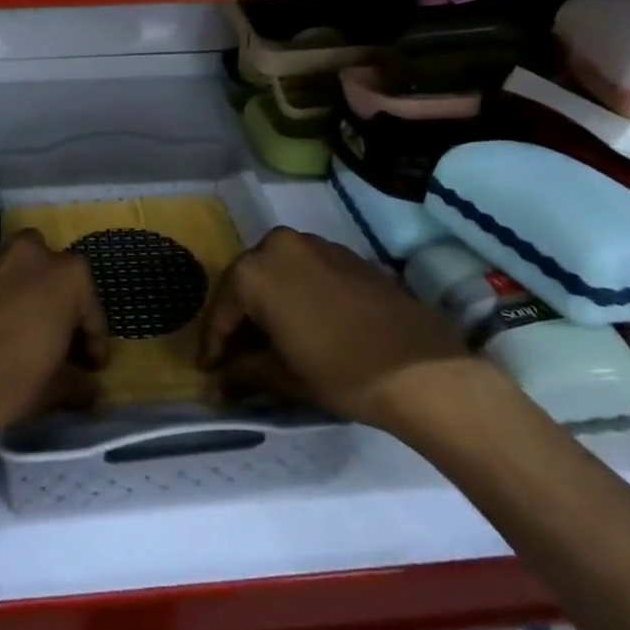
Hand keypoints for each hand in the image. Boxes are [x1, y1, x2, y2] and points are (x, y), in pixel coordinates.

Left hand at [0, 231, 107, 448]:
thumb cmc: (9, 381)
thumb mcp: (54, 388)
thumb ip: (79, 383)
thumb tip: (93, 391)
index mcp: (66, 274)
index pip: (90, 307)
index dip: (93, 340)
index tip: (91, 367)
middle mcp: (32, 253)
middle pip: (55, 277)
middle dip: (60, 305)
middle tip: (58, 344)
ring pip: (21, 273)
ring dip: (28, 297)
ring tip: (24, 336)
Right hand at [199, 227, 482, 430]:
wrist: (420, 368)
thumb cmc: (340, 371)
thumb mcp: (283, 376)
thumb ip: (242, 373)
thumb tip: (215, 384)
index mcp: (255, 270)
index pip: (222, 309)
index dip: (213, 344)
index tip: (208, 369)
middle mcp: (279, 245)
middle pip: (248, 283)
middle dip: (241, 318)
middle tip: (238, 354)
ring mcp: (316, 244)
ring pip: (278, 273)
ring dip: (270, 302)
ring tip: (272, 340)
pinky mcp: (346, 253)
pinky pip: (307, 270)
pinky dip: (298, 293)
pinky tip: (306, 323)